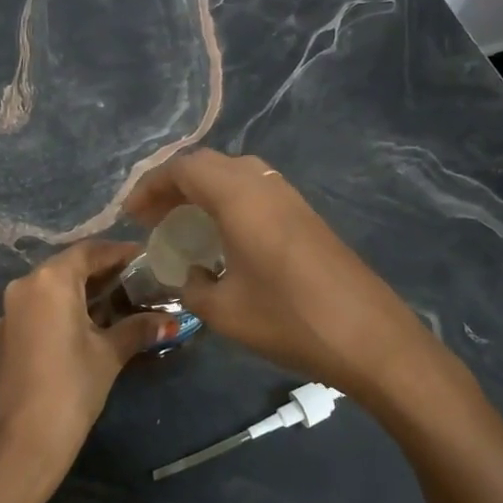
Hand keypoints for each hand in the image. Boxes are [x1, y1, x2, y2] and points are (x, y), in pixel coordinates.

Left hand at [0, 240, 175, 494]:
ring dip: (83, 292)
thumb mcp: (109, 354)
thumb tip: (171, 321)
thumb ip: (138, 329)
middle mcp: (25, 286)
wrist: (22, 443)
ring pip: (52, 289)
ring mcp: (10, 311)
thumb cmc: (71, 388)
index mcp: (50, 280)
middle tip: (137, 281)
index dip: (119, 252)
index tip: (146, 258)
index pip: (89, 251)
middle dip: (103, 273)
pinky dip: (64, 310)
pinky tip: (89, 327)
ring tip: (119, 303)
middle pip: (69, 267)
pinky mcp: (6, 334)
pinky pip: (40, 308)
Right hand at [126, 149, 440, 407]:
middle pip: (207, 165)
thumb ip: (192, 286)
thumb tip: (190, 275)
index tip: (131, 215)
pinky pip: (254, 191)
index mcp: (238, 196)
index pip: (183, 169)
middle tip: (152, 217)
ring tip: (182, 224)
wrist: (370, 337)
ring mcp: (289, 196)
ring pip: (233, 174)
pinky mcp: (305, 215)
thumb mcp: (223, 311)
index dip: (150, 186)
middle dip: (173, 185)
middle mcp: (263, 184)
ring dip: (202, 191)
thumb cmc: (288, 319)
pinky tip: (223, 236)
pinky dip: (227, 201)